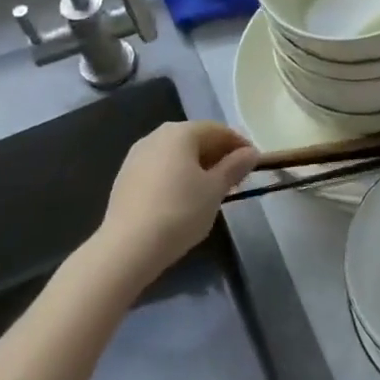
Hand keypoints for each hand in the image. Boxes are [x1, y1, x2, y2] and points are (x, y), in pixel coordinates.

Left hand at [96, 121, 257, 283]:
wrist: (127, 248)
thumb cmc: (180, 212)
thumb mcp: (215, 190)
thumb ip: (234, 167)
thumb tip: (250, 153)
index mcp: (181, 132)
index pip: (218, 131)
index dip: (239, 146)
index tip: (254, 165)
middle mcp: (157, 136)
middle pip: (196, 139)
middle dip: (218, 156)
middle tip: (235, 179)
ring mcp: (137, 156)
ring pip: (176, 155)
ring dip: (197, 167)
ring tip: (211, 191)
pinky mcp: (125, 178)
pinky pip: (160, 169)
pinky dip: (177, 177)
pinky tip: (183, 199)